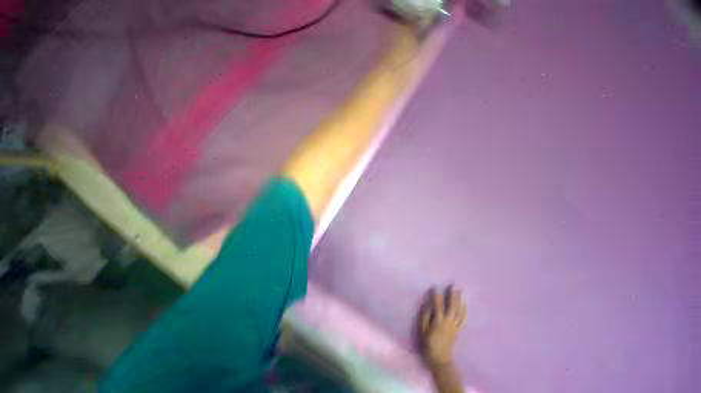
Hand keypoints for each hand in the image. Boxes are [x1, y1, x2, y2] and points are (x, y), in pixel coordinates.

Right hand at [420, 286, 465, 365]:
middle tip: (453, 286)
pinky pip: (463, 319)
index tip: (434, 287)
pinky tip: (464, 304)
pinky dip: (464, 310)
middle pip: (452, 307)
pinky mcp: (458, 330)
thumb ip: (425, 317)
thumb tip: (428, 306)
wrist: (441, 359)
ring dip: (459, 301)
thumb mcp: (423, 330)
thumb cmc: (429, 343)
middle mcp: (448, 322)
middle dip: (453, 296)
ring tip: (460, 291)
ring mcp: (455, 326)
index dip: (436, 296)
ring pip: (459, 311)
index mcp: (438, 322)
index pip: (438, 306)